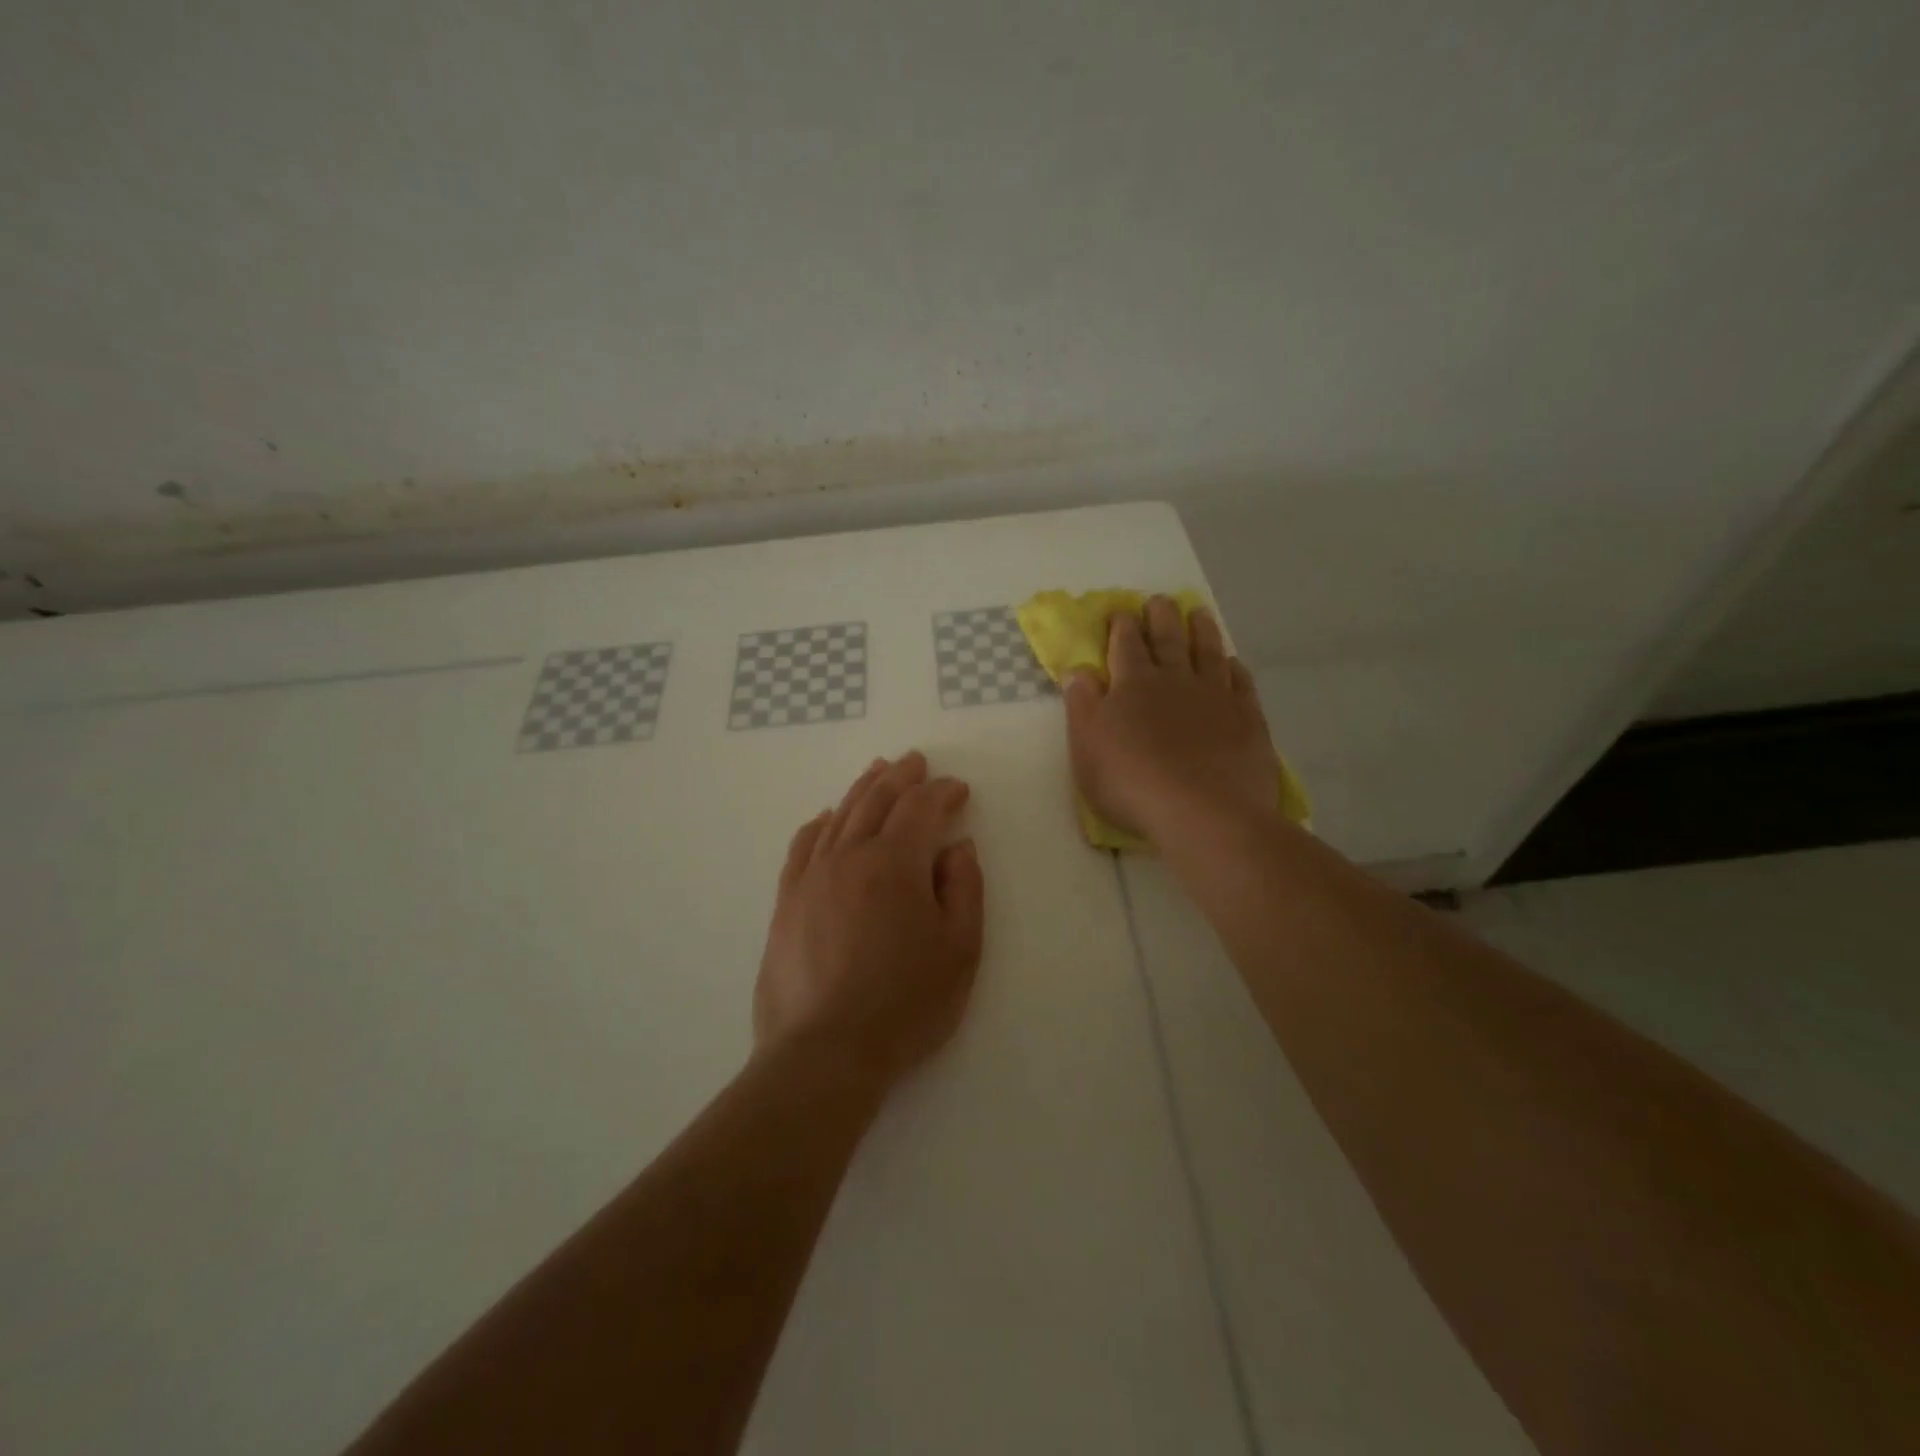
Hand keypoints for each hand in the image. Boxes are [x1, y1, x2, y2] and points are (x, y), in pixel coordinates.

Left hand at [754, 752, 984, 1089]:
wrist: (825, 1052)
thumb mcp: (960, 950)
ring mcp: (812, 876)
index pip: (921, 808)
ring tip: (877, 772)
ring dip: (862, 789)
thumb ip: (964, 889)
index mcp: (896, 863)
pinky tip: (825, 818)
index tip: (958, 790)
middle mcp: (850, 856)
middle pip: (876, 800)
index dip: (942, 792)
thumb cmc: (905, 1004)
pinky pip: (802, 847)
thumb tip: (957, 847)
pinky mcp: (787, 901)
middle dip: (901, 777)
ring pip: (839, 816)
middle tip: (915, 762)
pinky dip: (818, 824)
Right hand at [1064, 598, 1277, 841]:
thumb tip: (1078, 671)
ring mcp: (1216, 697)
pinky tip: (1233, 663)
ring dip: (1202, 630)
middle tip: (1160, 601)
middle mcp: (1175, 680)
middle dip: (1161, 617)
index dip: (1121, 626)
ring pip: (1207, 652)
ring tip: (1199, 613)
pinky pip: (1241, 683)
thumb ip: (1082, 706)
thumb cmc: (1132, 782)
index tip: (1120, 612)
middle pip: (1168, 639)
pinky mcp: (1247, 718)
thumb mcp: (1087, 748)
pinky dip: (1235, 668)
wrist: (1203, 812)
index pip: (1125, 645)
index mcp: (1133, 685)